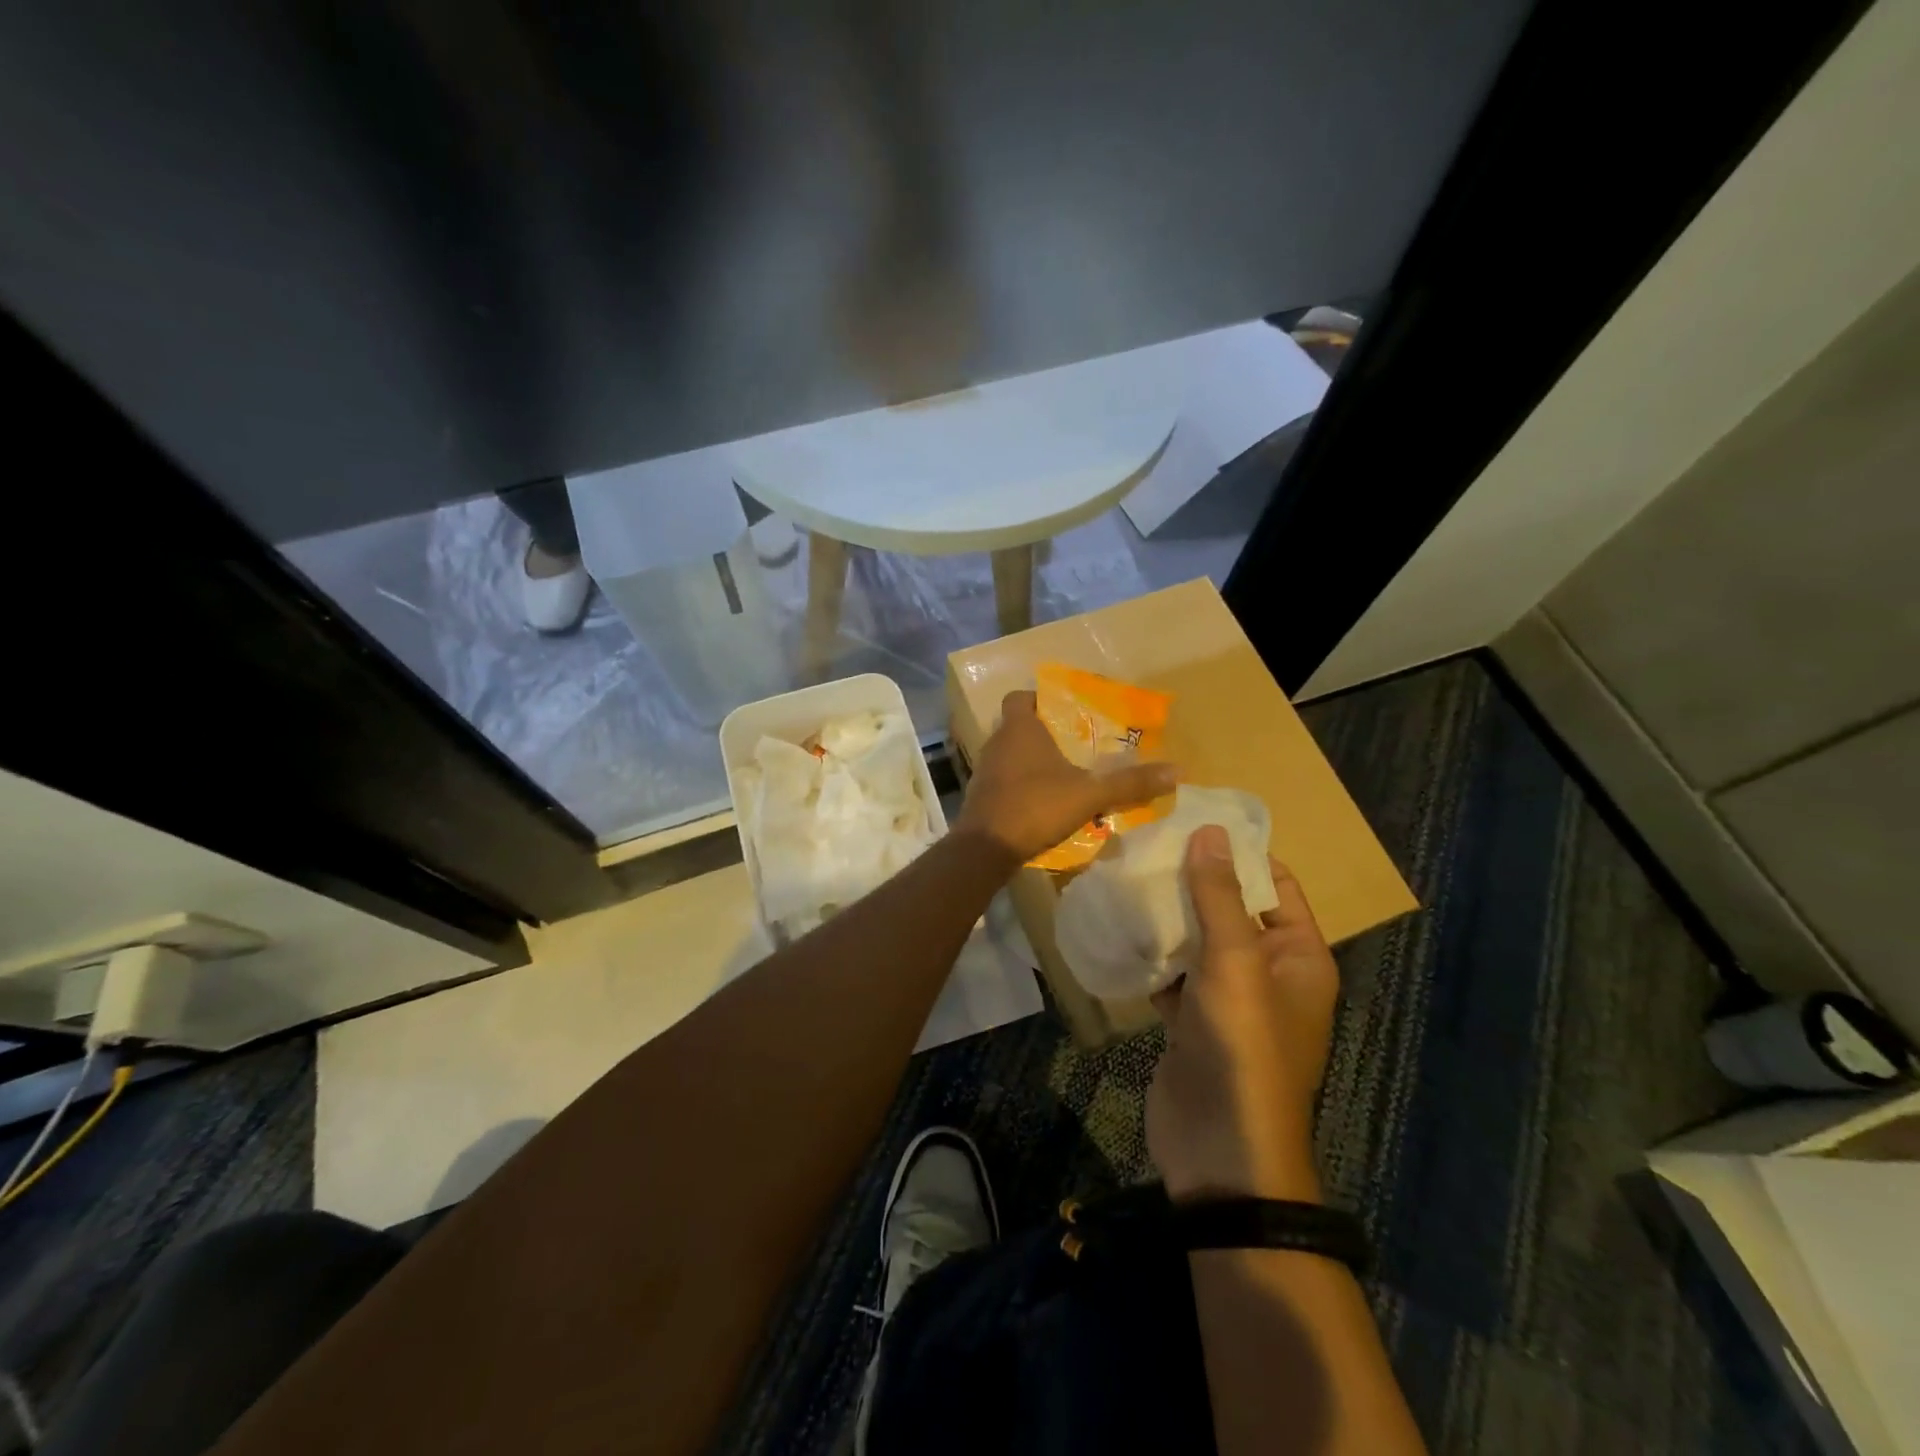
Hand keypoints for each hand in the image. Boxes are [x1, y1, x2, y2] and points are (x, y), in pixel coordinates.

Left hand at [956, 690, 1174, 865]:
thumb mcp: (1089, 795)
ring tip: (1066, 773)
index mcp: (1019, 729)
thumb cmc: (1035, 807)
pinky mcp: (982, 796)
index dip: (1038, 699)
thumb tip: (1177, 770)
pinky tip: (1044, 801)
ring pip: (1011, 754)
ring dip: (1033, 761)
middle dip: (1045, 732)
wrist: (986, 849)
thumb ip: (1130, 783)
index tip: (1064, 711)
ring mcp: (985, 770)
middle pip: (1018, 726)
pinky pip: (1005, 779)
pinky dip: (1022, 784)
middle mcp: (997, 743)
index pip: (1020, 697)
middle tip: (1075, 743)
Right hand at [1147, 826, 1338, 1203]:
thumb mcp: (1234, 963)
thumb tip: (1210, 831)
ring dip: (1168, 915)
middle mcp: (1268, 973)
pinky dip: (1152, 954)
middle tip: (1145, 841)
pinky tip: (1118, 927)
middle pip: (1231, 909)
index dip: (1239, 852)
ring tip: (1125, 873)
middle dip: (1193, 879)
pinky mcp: (1192, 1021)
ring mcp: (1228, 1000)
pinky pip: (1174, 973)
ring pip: (1198, 940)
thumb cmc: (1242, 1048)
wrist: (1220, 1152)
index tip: (1192, 818)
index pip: (1275, 885)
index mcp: (1298, 957)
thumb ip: (1219, 896)